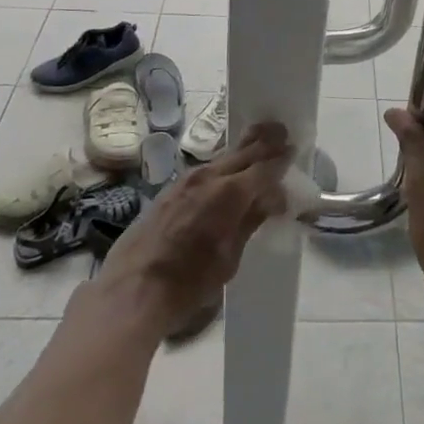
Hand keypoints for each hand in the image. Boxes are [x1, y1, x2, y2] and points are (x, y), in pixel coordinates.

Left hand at [90, 122, 290, 338]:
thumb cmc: (187, 283)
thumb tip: (272, 198)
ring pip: (223, 158)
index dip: (281, 159)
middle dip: (265, 141)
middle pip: (244, 151)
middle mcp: (209, 177)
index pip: (265, 167)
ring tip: (258, 147)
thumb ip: (251, 221)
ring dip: (243, 152)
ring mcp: (186, 180)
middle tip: (282, 132)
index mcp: (230, 193)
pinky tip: (227, 175)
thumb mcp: (229, 258)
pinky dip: (223, 166)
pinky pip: (205, 170)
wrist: (130, 291)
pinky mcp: (169, 190)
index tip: (293, 151)